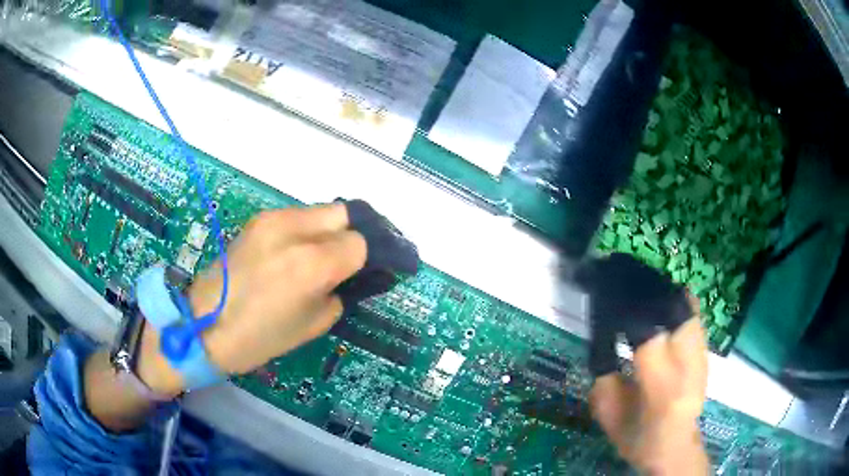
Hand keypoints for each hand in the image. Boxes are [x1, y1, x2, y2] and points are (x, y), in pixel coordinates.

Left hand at [137, 204, 366, 395]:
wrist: (204, 324)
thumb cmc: (260, 338)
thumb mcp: (313, 324)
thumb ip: (338, 291)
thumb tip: (347, 273)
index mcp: (312, 264)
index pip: (360, 242)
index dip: (368, 258)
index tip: (369, 270)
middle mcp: (295, 230)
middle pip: (344, 212)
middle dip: (353, 233)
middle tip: (350, 258)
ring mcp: (272, 219)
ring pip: (320, 210)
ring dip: (329, 230)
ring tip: (322, 256)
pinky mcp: (257, 220)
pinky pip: (296, 216)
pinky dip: (307, 230)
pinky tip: (296, 252)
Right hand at [589, 298, 709, 474]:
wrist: (675, 446)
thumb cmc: (636, 437)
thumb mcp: (608, 413)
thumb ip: (603, 374)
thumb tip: (601, 334)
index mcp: (661, 389)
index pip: (649, 336)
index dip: (628, 311)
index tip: (609, 298)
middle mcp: (690, 367)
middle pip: (676, 311)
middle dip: (651, 294)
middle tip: (627, 288)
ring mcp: (703, 357)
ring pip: (688, 307)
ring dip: (664, 295)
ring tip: (642, 292)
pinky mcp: (707, 352)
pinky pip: (694, 315)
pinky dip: (677, 303)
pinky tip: (660, 306)